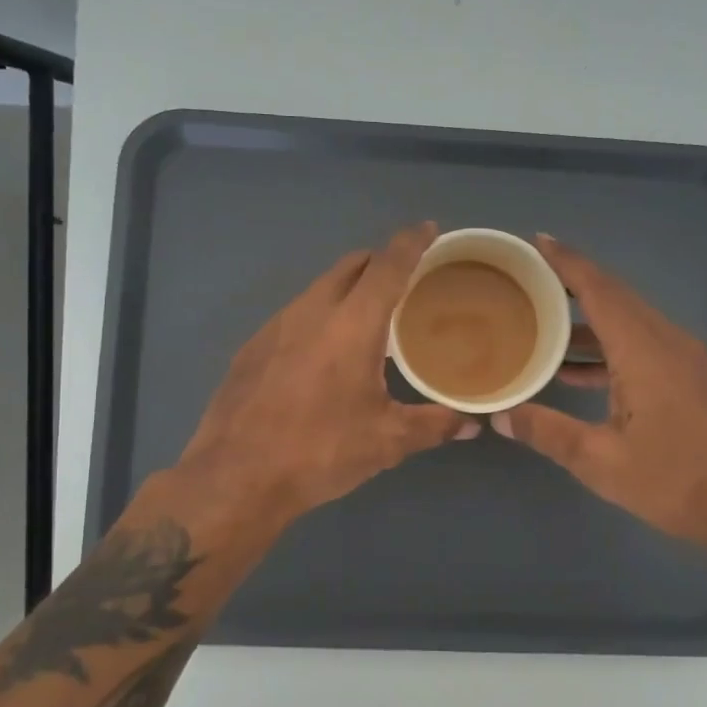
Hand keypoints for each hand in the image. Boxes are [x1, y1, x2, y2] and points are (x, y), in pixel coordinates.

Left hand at [173, 222, 476, 539]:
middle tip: (406, 278)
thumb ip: (433, 424)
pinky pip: (297, 313)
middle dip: (380, 261)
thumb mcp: (385, 441)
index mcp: (352, 324)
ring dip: (348, 288)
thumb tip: (471, 422)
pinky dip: (321, 314)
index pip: (388, 265)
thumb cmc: (319, 451)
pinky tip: (324, 351)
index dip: (412, 242)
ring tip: (369, 315)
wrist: (235, 477)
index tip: (429, 228)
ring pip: (320, 287)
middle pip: (351, 265)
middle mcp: (312, 311)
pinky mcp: (253, 345)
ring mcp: (276, 325)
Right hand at [494, 235, 706, 554]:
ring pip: (629, 320)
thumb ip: (548, 432)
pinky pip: (641, 343)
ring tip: (543, 322)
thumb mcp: (600, 461)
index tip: (537, 240)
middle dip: (573, 281)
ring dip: (588, 318)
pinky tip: (577, 372)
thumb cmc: (675, 481)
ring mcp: (683, 358)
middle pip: (615, 296)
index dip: (567, 262)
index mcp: (643, 350)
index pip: (599, 290)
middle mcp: (666, 341)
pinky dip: (608, 345)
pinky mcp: (690, 377)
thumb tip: (500, 415)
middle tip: (530, 276)